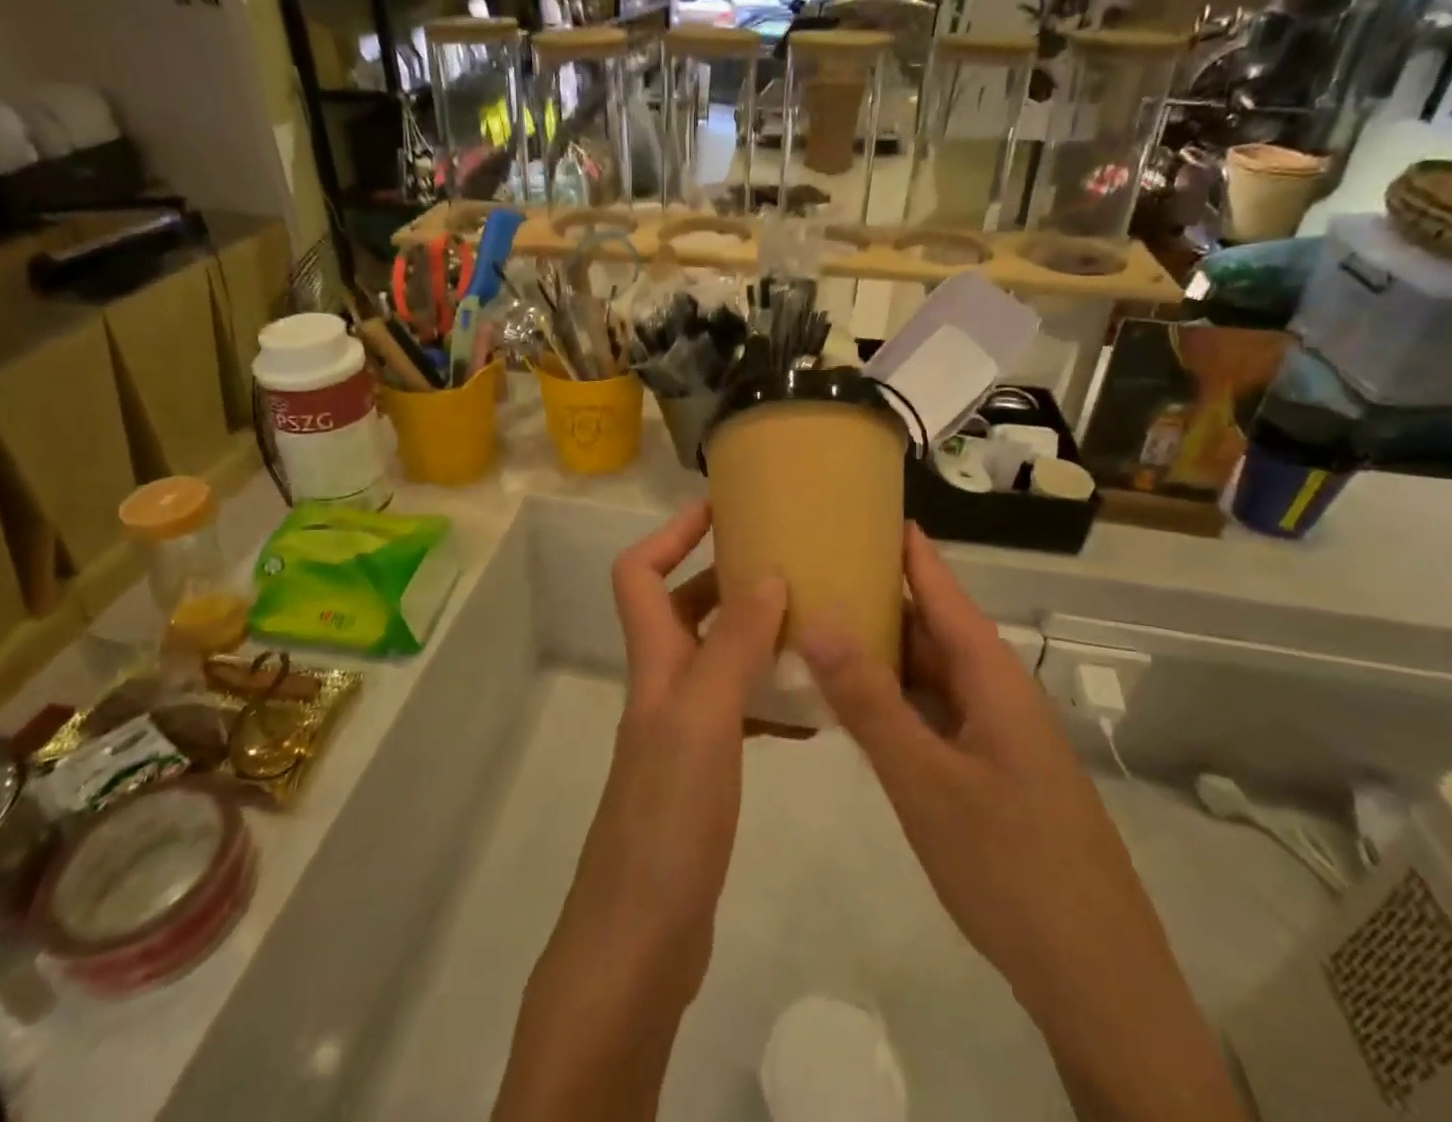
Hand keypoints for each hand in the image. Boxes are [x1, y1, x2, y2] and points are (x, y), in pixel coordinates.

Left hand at [494, 501, 784, 1121]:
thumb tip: (765, 574)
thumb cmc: (667, 822)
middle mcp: (663, 686)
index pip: (638, 572)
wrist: (639, 942)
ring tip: (812, 622)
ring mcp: (681, 730)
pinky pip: (738, 710)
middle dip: (726, 577)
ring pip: (716, 657)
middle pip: (683, 608)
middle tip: (788, 563)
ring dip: (755, 634)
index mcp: (654, 664)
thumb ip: (732, 647)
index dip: (671, 533)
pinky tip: (812, 704)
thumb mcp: (704, 721)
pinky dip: (769, 694)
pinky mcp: (702, 772)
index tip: (720, 509)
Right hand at [799, 524, 1245, 1121]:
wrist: (1096, 980)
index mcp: (991, 676)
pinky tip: (852, 701)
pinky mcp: (988, 770)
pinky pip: (932, 713)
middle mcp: (995, 692)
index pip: (941, 587)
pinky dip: (892, 698)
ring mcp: (994, 733)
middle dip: (876, 595)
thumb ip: (870, 701)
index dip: (906, 546)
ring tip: (818, 622)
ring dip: (880, 650)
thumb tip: (819, 621)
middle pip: (930, 626)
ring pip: (929, 673)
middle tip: (812, 568)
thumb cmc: (1011, 866)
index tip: (862, 505)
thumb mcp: (926, 781)